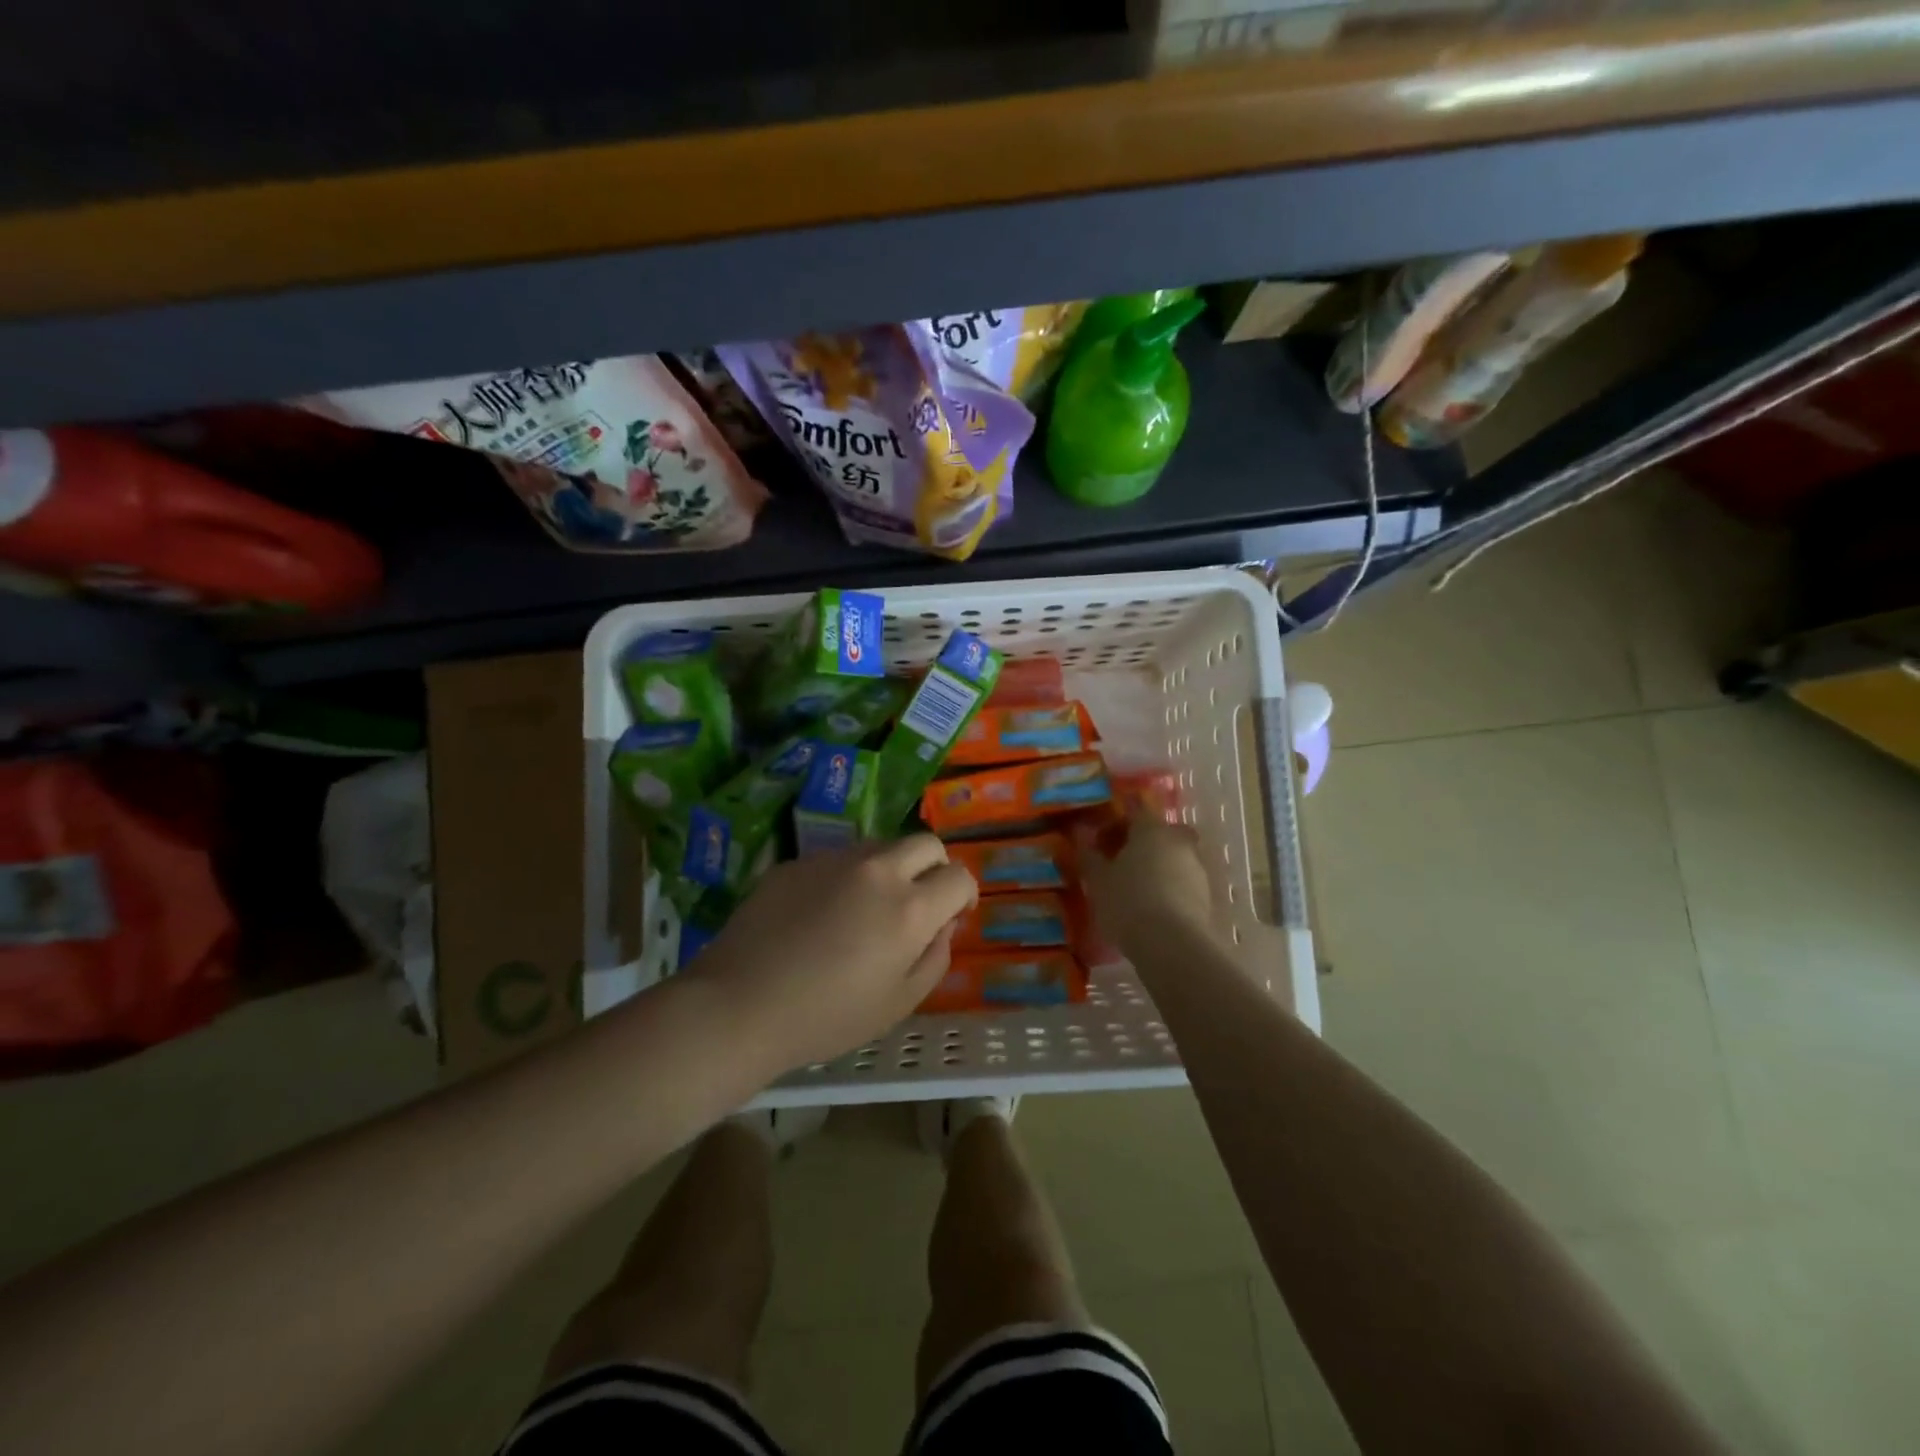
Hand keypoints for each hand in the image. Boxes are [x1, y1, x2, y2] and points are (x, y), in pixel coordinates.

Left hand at [695, 835, 977, 1069]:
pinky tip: (820, 915)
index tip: (952, 915)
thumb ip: (935, 957)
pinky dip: (846, 878)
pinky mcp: (798, 861)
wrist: (740, 1004)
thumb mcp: (899, 1003)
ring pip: (880, 846)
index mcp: (909, 907)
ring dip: (889, 869)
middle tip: (918, 902)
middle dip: (934, 868)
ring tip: (865, 910)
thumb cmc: (827, 1016)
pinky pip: (837, 859)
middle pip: (926, 844)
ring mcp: (834, 860)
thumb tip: (943, 924)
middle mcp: (878, 870)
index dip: (964, 895)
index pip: (959, 876)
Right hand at [1076, 813, 1223, 960]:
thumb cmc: (1128, 902)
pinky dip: (1169, 889)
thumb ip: (1090, 857)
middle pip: (1160, 834)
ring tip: (1136, 891)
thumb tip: (1082, 839)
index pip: (1136, 812)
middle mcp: (1178, 842)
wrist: (1172, 944)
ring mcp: (1196, 869)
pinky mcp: (1206, 896)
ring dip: (1158, 868)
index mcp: (1151, 829)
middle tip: (1122, 862)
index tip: (1101, 841)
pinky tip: (1152, 909)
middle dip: (1143, 844)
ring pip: (1174, 858)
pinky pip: (1183, 883)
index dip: (1117, 824)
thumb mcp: (1098, 881)